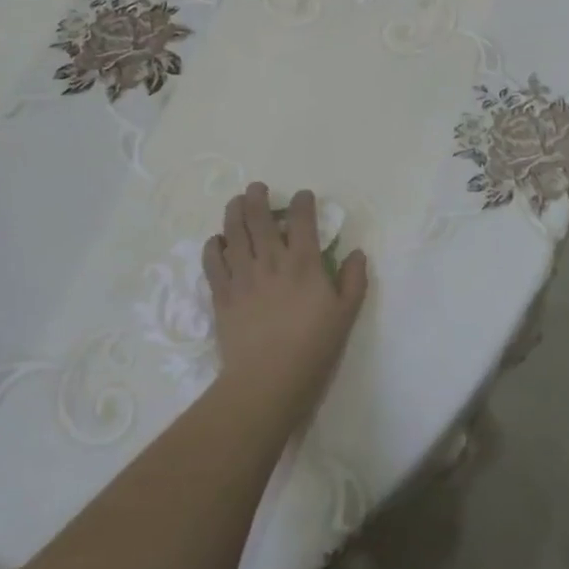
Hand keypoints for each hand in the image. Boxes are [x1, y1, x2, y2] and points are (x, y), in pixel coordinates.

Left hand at [206, 185, 367, 417]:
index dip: (302, 202)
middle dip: (258, 197)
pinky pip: (213, 261)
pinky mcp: (222, 294)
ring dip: (234, 212)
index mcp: (304, 263)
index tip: (303, 196)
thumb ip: (353, 280)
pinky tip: (217, 241)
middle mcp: (271, 260)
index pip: (302, 219)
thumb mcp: (346, 315)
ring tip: (236, 202)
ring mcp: (242, 275)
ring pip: (233, 232)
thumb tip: (356, 253)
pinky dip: (213, 246)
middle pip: (259, 217)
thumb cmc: (313, 348)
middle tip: (258, 188)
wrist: (268, 380)